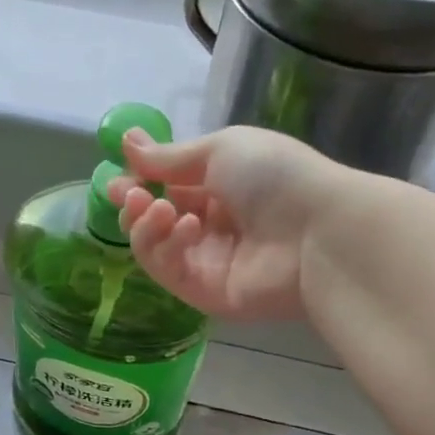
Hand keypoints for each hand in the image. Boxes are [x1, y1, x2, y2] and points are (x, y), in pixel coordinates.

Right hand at [108, 126, 352, 322]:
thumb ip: (170, 157)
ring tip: (158, 208)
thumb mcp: (220, 150)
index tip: (117, 175)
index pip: (166, 187)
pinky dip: (166, 247)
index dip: (139, 182)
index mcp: (220, 187)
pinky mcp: (204, 294)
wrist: (317, 231)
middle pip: (154, 221)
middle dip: (134, 205)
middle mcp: (211, 226)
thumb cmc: (274, 177)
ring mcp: (206, 262)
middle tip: (128, 194)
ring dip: (145, 225)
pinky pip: (168, 271)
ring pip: (153, 247)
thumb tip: (127, 141)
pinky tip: (185, 228)